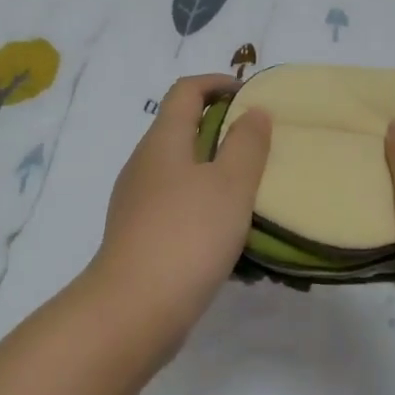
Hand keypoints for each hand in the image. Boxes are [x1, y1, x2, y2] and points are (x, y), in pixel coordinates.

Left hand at [85, 74, 270, 358]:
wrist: (133, 310)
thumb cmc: (188, 235)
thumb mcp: (230, 184)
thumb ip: (247, 144)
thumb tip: (252, 112)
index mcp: (162, 141)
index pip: (186, 91)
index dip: (217, 83)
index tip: (250, 95)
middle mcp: (144, 164)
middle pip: (182, 130)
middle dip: (222, 131)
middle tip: (261, 147)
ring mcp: (137, 202)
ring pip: (182, 173)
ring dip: (216, 175)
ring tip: (254, 195)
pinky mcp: (139, 236)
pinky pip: (178, 208)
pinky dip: (205, 209)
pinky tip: (231, 239)